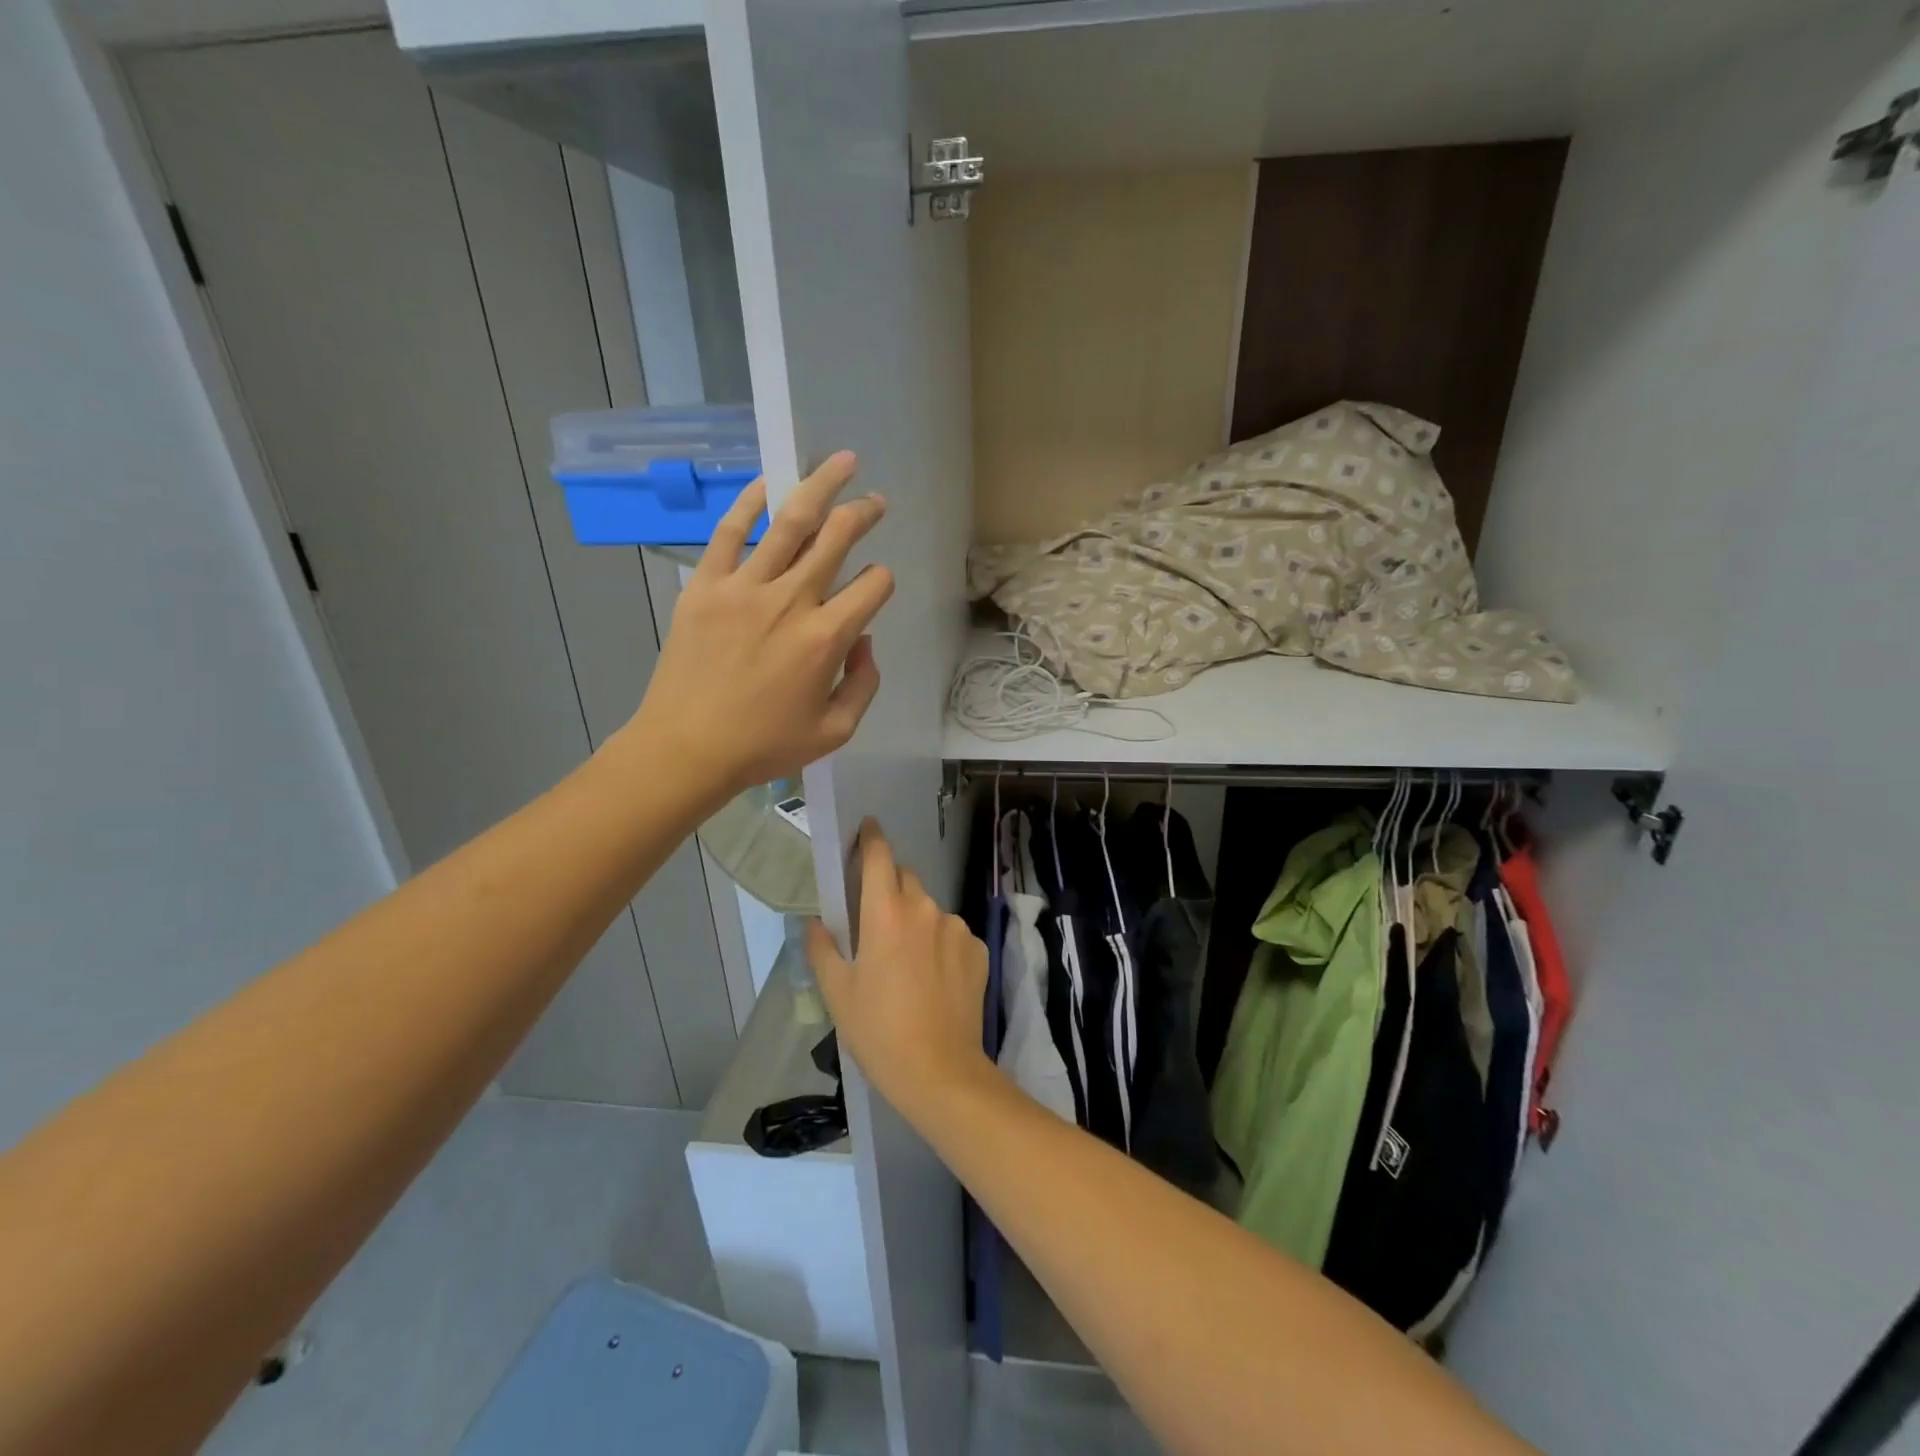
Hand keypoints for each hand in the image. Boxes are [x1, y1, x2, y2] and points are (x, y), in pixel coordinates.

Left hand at [630, 452, 893, 803]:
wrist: (686, 748)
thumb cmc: (764, 746)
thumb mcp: (835, 731)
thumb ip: (864, 683)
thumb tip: (864, 640)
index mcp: (826, 639)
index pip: (873, 585)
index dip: (883, 581)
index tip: (876, 586)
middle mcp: (791, 601)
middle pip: (838, 538)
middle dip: (864, 513)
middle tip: (876, 500)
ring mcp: (744, 588)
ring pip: (791, 522)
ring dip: (822, 487)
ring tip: (841, 463)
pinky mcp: (705, 585)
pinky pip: (730, 532)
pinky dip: (749, 502)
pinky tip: (767, 482)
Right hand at [807, 821, 993, 1118]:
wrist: (940, 1071)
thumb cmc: (878, 1031)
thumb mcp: (838, 992)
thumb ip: (823, 948)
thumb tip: (816, 922)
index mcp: (886, 913)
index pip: (880, 856)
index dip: (871, 838)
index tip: (866, 829)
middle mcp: (925, 909)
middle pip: (905, 880)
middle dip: (889, 888)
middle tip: (875, 922)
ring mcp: (956, 928)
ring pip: (929, 909)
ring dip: (915, 920)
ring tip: (905, 963)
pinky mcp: (978, 949)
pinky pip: (951, 933)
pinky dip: (939, 944)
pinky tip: (933, 979)